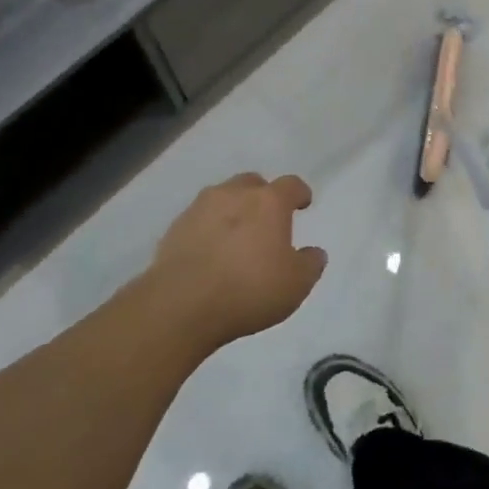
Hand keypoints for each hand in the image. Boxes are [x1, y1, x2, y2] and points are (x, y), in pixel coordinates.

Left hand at [144, 173, 327, 351]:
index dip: (299, 192)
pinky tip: (210, 253)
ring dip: (233, 210)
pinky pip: (199, 220)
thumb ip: (310, 264)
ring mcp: (200, 208)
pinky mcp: (175, 228)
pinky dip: (209, 229)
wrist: (181, 305)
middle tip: (267, 220)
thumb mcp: (296, 284)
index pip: (290, 184)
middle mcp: (234, 195)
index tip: (303, 203)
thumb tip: (314, 252)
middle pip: (252, 183)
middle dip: (262, 196)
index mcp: (268, 202)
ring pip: (222, 198)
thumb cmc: (249, 289)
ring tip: (236, 237)